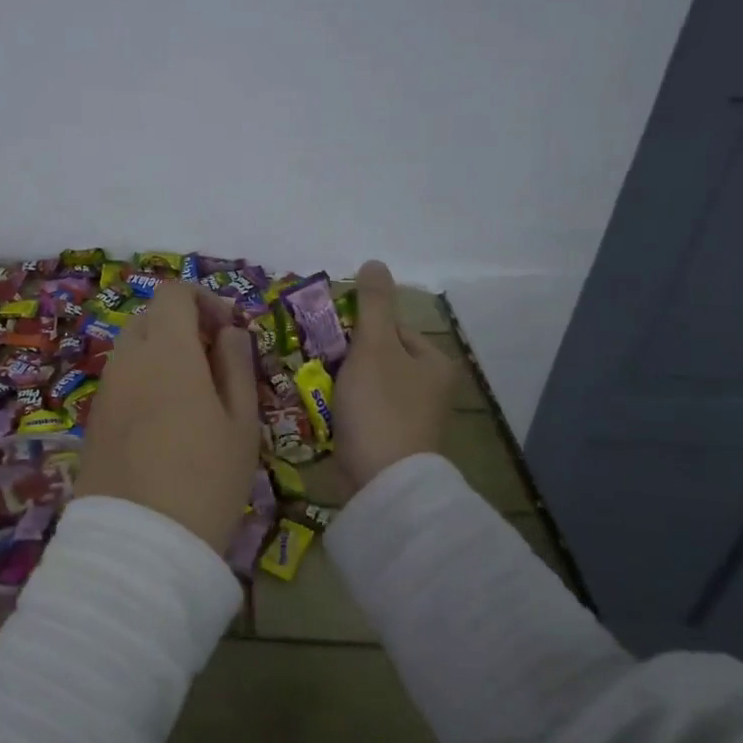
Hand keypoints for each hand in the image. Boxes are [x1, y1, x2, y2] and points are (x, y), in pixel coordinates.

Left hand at [77, 282, 259, 554]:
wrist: (139, 541)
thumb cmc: (206, 479)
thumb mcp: (241, 423)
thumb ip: (236, 366)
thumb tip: (231, 332)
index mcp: (167, 351)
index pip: (173, 293)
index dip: (204, 300)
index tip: (229, 331)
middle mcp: (128, 359)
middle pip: (149, 316)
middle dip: (182, 324)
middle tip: (214, 360)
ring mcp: (106, 388)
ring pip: (132, 347)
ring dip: (161, 351)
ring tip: (193, 393)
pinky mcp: (94, 417)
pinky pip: (121, 377)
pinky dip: (143, 377)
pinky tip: (165, 418)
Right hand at [334, 260, 458, 488]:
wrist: (381, 481)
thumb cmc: (381, 406)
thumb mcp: (374, 346)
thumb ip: (373, 304)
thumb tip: (375, 262)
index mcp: (433, 362)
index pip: (391, 327)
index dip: (357, 327)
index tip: (327, 335)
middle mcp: (428, 388)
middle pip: (377, 356)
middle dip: (344, 356)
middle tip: (313, 356)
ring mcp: (409, 417)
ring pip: (365, 384)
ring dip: (339, 381)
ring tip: (309, 381)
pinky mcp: (389, 440)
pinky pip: (361, 411)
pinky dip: (341, 407)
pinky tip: (319, 407)